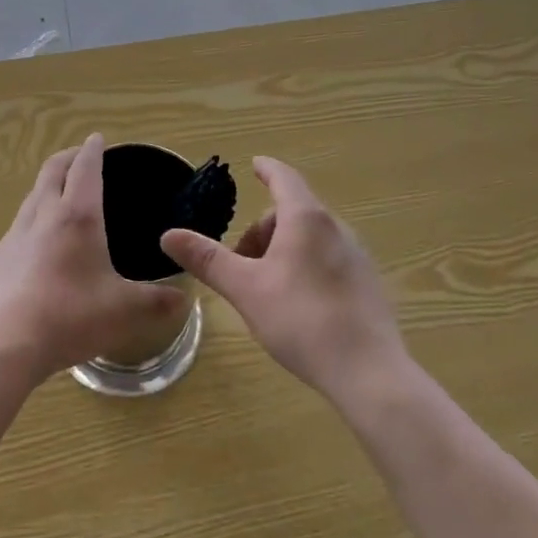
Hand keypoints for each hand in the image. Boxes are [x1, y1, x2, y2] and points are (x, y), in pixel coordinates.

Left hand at [0, 134, 188, 383]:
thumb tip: (185, 298)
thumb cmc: (70, 316)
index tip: (97, 139)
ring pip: (33, 195)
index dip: (92, 150)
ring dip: (48, 185)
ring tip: (61, 194)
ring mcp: (15, 235)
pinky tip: (39, 242)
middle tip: (80, 156)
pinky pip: (19, 225)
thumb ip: (156, 302)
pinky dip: (34, 217)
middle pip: (52, 170)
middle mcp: (43, 215)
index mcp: (77, 216)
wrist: (4, 343)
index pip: (84, 168)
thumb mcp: (124, 311)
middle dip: (67, 157)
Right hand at [162, 157, 406, 397]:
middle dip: (262, 230)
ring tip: (266, 289)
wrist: (369, 373)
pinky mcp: (368, 284)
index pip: (283, 178)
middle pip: (292, 213)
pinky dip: (305, 266)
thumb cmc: (301, 320)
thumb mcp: (245, 289)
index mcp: (305, 219)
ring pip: (310, 238)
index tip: (255, 164)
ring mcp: (356, 256)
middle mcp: (335, 228)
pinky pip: (328, 259)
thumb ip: (207, 259)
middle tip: (241, 265)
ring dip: (282, 250)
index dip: (267, 169)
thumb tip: (168, 235)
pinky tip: (298, 306)